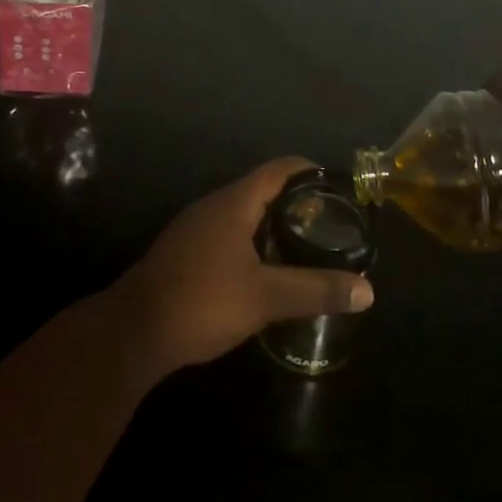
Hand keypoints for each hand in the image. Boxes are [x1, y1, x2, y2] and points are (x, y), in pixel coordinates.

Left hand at [108, 157, 373, 380]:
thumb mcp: (265, 298)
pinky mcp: (186, 250)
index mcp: (234, 202)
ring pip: (245, 213)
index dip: (311, 171)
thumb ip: (315, 290)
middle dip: (297, 202)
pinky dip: (254, 241)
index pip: (279, 169)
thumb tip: (367, 290)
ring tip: (306, 246)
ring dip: (275, 224)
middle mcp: (214, 205)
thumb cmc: (202, 301)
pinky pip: (229, 233)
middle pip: (263, 189)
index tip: (339, 187)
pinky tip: (266, 270)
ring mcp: (196, 227)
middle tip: (330, 224)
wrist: (134, 331)